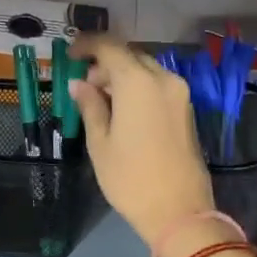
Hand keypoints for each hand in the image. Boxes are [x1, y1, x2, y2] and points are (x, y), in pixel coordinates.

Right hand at [71, 37, 215, 250]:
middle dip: (105, 64)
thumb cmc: (130, 178)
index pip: (109, 47)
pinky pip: (158, 86)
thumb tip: (79, 84)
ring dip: (122, 76)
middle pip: (130, 56)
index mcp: (138, 82)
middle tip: (83, 84)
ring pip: (146, 70)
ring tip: (100, 100)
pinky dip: (138, 88)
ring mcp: (180, 94)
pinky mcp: (187, 110)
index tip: (70, 55)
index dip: (87, 45)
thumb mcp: (100, 143)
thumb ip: (90, 106)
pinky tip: (123, 110)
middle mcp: (163, 79)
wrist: (179, 211)